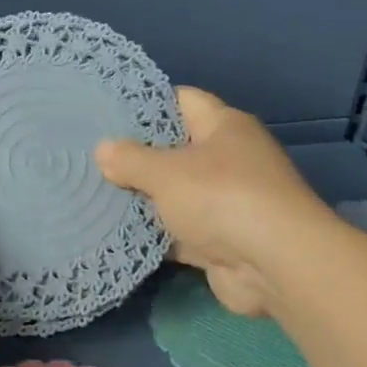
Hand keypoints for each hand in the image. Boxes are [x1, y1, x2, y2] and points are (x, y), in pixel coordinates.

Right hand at [96, 87, 325, 317]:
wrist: (275, 265)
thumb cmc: (221, 198)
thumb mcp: (166, 171)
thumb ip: (130, 159)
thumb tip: (103, 149)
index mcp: (225, 127)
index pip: (182, 100)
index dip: (146, 103)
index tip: (108, 112)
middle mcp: (229, 159)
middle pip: (175, 149)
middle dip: (137, 156)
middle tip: (91, 157)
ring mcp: (227, 202)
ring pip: (176, 194)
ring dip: (144, 199)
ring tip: (94, 193)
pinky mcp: (221, 241)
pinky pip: (180, 231)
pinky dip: (156, 234)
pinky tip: (118, 233)